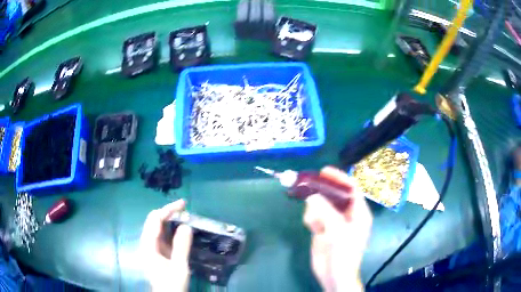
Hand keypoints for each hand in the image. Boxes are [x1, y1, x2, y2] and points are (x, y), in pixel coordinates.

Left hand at [140, 200, 192, 291]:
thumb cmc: (172, 283)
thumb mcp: (179, 266)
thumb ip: (181, 246)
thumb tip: (186, 225)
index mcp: (148, 245)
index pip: (155, 220)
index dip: (168, 210)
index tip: (183, 204)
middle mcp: (146, 243)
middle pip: (154, 221)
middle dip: (168, 212)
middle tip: (185, 209)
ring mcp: (151, 247)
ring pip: (158, 227)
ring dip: (170, 220)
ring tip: (185, 216)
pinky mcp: (156, 251)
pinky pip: (162, 235)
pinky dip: (171, 229)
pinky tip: (180, 229)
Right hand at [303, 166, 372, 291]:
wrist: (334, 275)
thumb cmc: (344, 253)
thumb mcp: (338, 230)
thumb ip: (326, 211)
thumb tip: (311, 196)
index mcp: (359, 212)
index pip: (351, 189)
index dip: (340, 178)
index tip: (324, 171)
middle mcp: (347, 214)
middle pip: (334, 195)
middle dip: (322, 191)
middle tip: (307, 185)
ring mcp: (334, 222)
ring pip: (322, 205)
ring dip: (314, 208)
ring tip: (313, 219)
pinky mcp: (323, 229)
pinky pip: (314, 216)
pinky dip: (310, 217)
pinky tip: (310, 226)